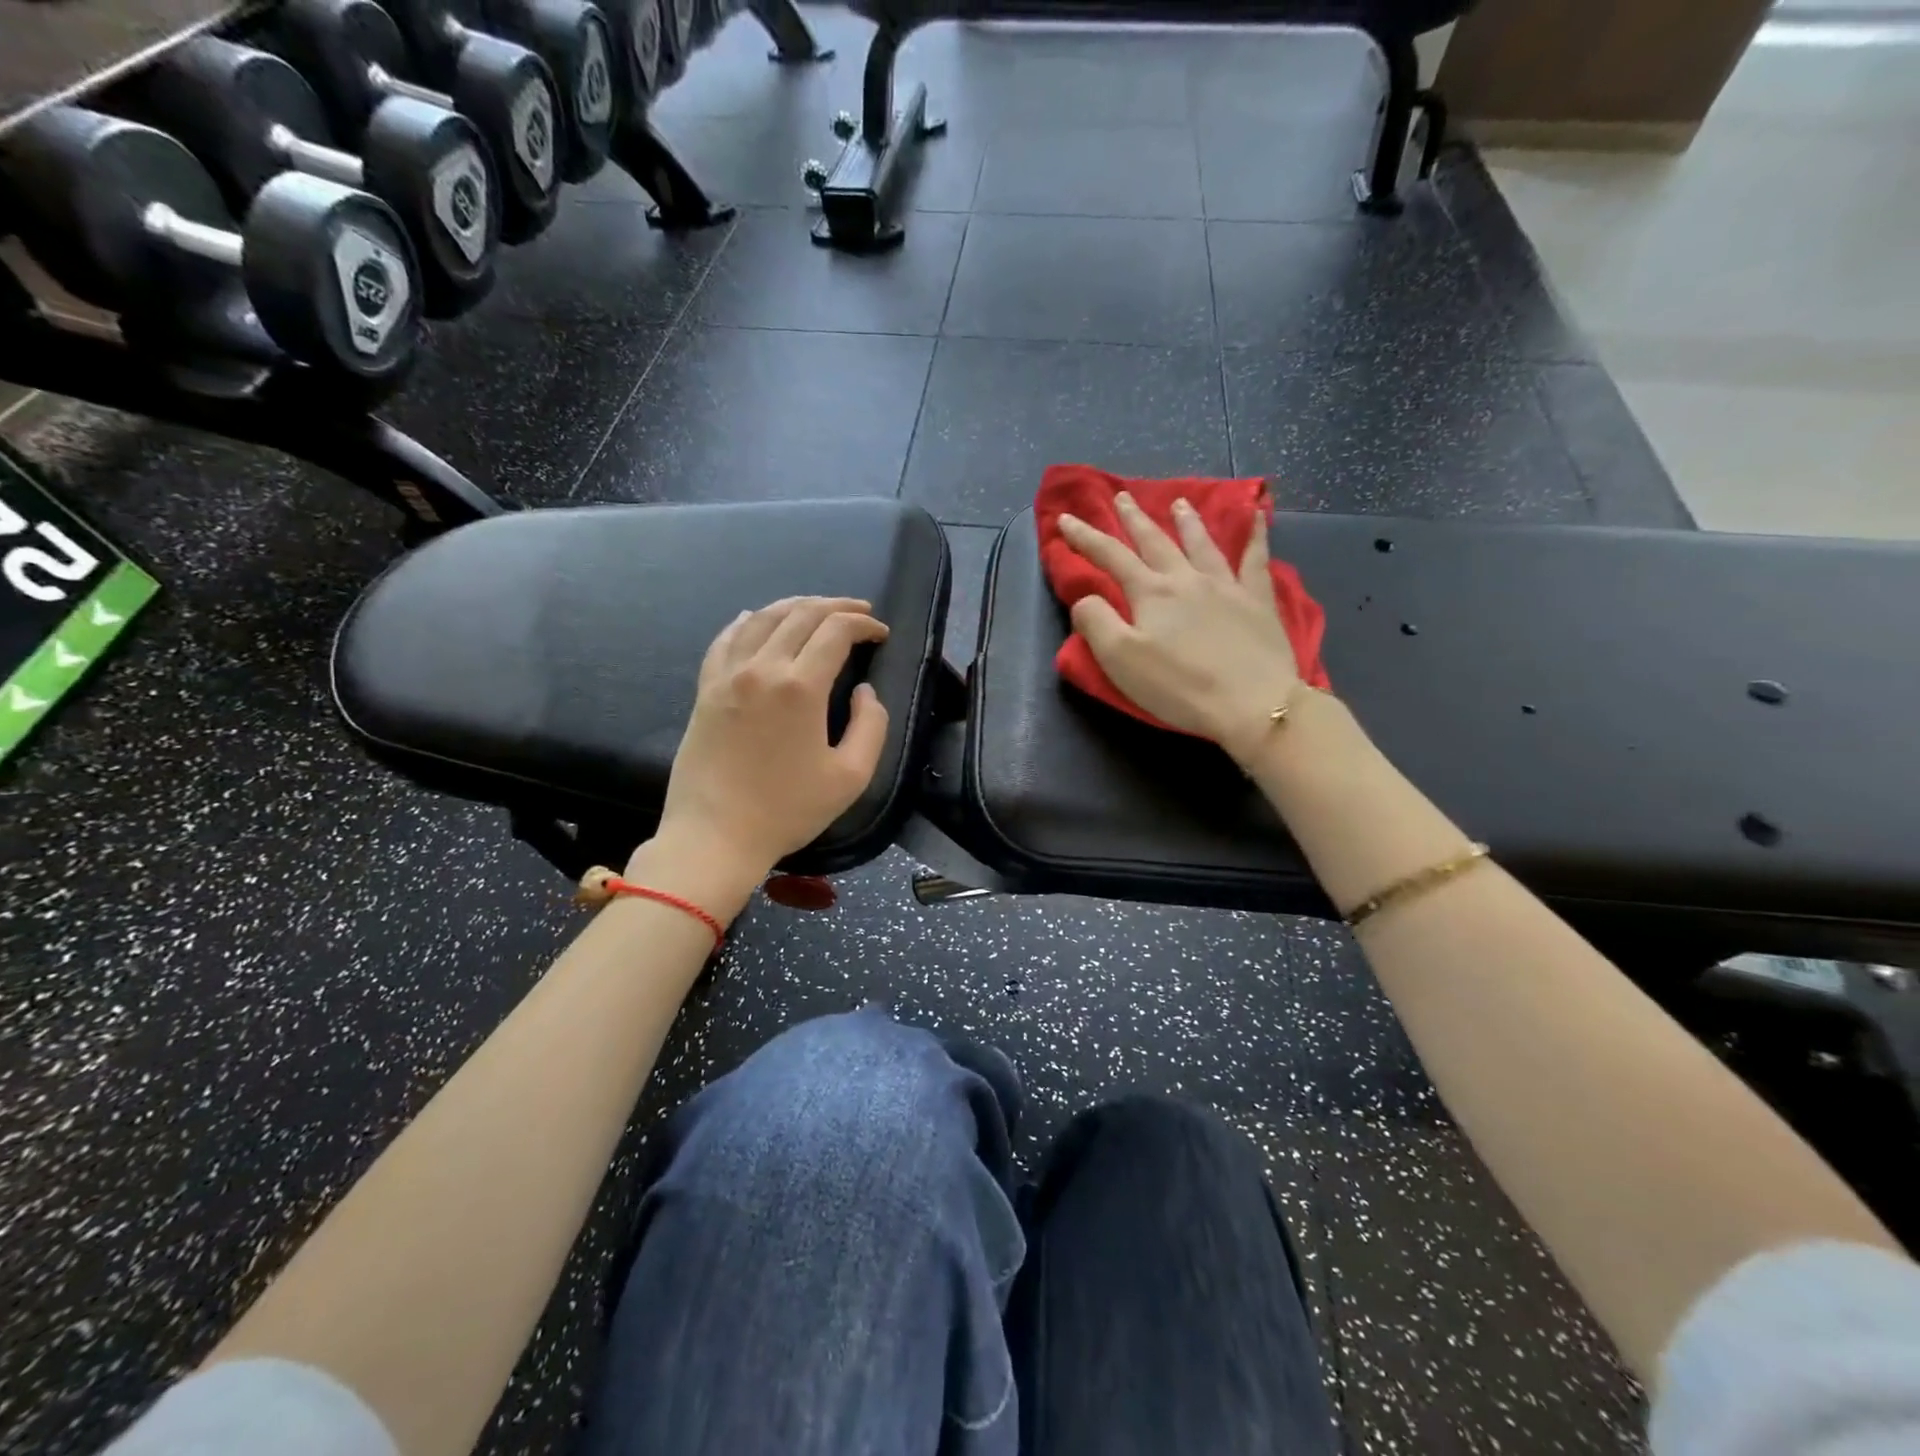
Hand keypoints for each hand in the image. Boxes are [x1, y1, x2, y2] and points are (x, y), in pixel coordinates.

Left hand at [654, 597, 890, 883]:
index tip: (881, 633)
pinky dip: (747, 621)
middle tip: (859, 613)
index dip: (864, 625)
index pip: (836, 631)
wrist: (715, 836)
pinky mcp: (706, 689)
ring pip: (762, 618)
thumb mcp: (850, 777)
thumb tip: (863, 691)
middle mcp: (761, 668)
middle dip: (836, 606)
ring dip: (795, 606)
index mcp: (800, 687)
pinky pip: (726, 639)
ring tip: (817, 609)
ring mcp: (727, 675)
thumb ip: (870, 725)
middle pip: (801, 614)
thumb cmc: (787, 810)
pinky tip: (755, 618)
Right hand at [1059, 493, 1299, 762]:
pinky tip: (1258, 514)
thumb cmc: (1179, 686)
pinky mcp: (1258, 601)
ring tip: (1178, 502)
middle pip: (1155, 541)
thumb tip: (1086, 598)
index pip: (1110, 557)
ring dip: (1186, 521)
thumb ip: (1096, 623)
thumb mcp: (1120, 660)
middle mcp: (1186, 579)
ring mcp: (1225, 586)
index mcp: (1150, 593)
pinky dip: (1256, 534)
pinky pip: (1255, 559)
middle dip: (1133, 519)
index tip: (1066, 519)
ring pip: (1201, 543)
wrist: (1252, 703)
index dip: (1085, 537)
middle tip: (1121, 496)